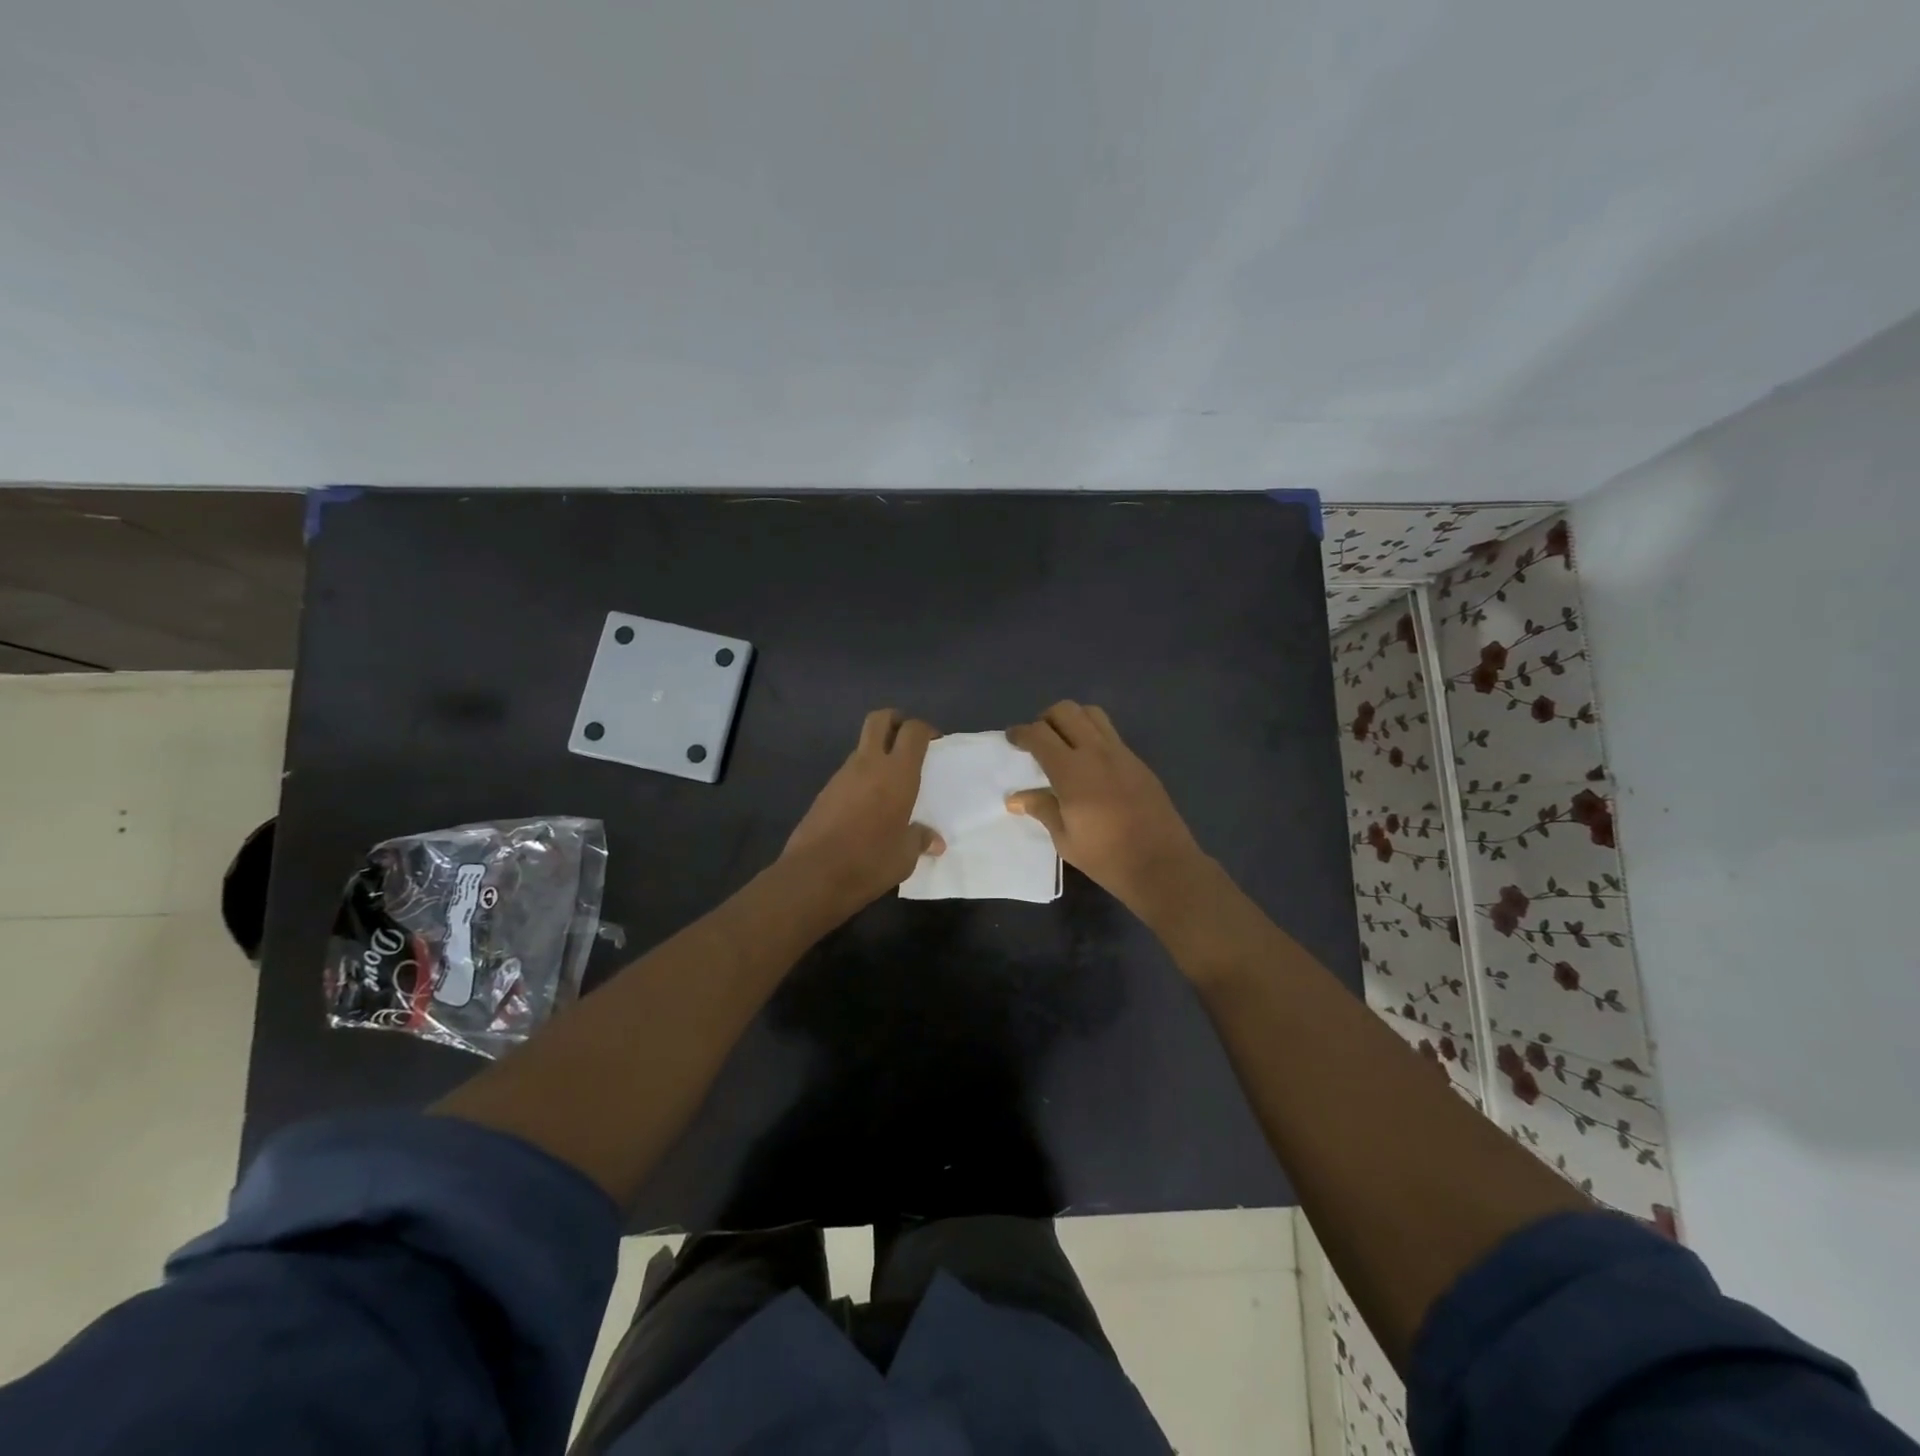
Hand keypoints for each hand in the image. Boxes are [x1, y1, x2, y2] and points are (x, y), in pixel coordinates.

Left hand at [782, 709, 943, 908]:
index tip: (935, 743)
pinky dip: (862, 777)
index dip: (926, 730)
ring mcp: (842, 775)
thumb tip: (934, 841)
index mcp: (897, 773)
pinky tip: (869, 805)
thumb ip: (920, 839)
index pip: (913, 731)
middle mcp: (869, 764)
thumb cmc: (870, 861)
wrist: (813, 875)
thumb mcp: (905, 856)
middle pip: (879, 719)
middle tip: (908, 741)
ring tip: (890, 782)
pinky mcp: (825, 791)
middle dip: (895, 721)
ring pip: (862, 747)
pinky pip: (849, 772)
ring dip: (877, 752)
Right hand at [1006, 701, 1208, 918]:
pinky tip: (1090, 764)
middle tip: (1038, 740)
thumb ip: (1042, 809)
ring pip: (1092, 714)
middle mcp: (1096, 752)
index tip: (1012, 738)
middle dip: (1045, 719)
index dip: (1021, 733)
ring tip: (1064, 744)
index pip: (1039, 735)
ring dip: (1072, 720)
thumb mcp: (1065, 839)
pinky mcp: (1138, 762)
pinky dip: (1093, 735)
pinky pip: (1110, 734)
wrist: (1162, 864)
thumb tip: (1015, 798)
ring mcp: (1121, 753)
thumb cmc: (1106, 857)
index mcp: (1072, 771)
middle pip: (1066, 711)